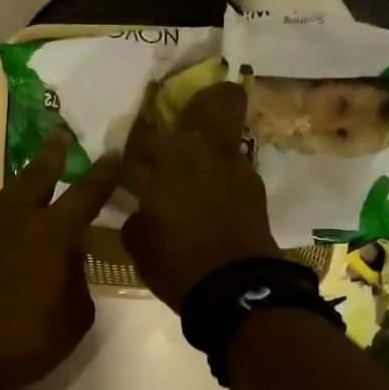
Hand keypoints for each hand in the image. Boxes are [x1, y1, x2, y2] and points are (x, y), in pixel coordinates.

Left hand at [0, 134, 121, 389]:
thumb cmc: (19, 342)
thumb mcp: (72, 321)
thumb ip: (77, 282)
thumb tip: (69, 261)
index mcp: (51, 234)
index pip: (86, 193)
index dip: (103, 173)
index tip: (113, 153)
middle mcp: (13, 218)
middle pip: (36, 175)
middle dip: (52, 154)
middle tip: (60, 136)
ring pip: (3, 198)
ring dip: (19, 190)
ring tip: (27, 189)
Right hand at [121, 83, 279, 310]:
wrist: (233, 290)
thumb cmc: (174, 258)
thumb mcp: (137, 237)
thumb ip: (136, 210)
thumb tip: (141, 206)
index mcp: (175, 153)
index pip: (149, 132)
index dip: (138, 145)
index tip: (131, 162)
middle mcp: (211, 149)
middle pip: (221, 99)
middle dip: (205, 102)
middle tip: (185, 125)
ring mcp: (240, 170)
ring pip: (226, 143)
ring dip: (209, 154)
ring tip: (190, 184)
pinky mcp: (257, 195)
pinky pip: (233, 176)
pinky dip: (220, 184)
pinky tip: (206, 208)